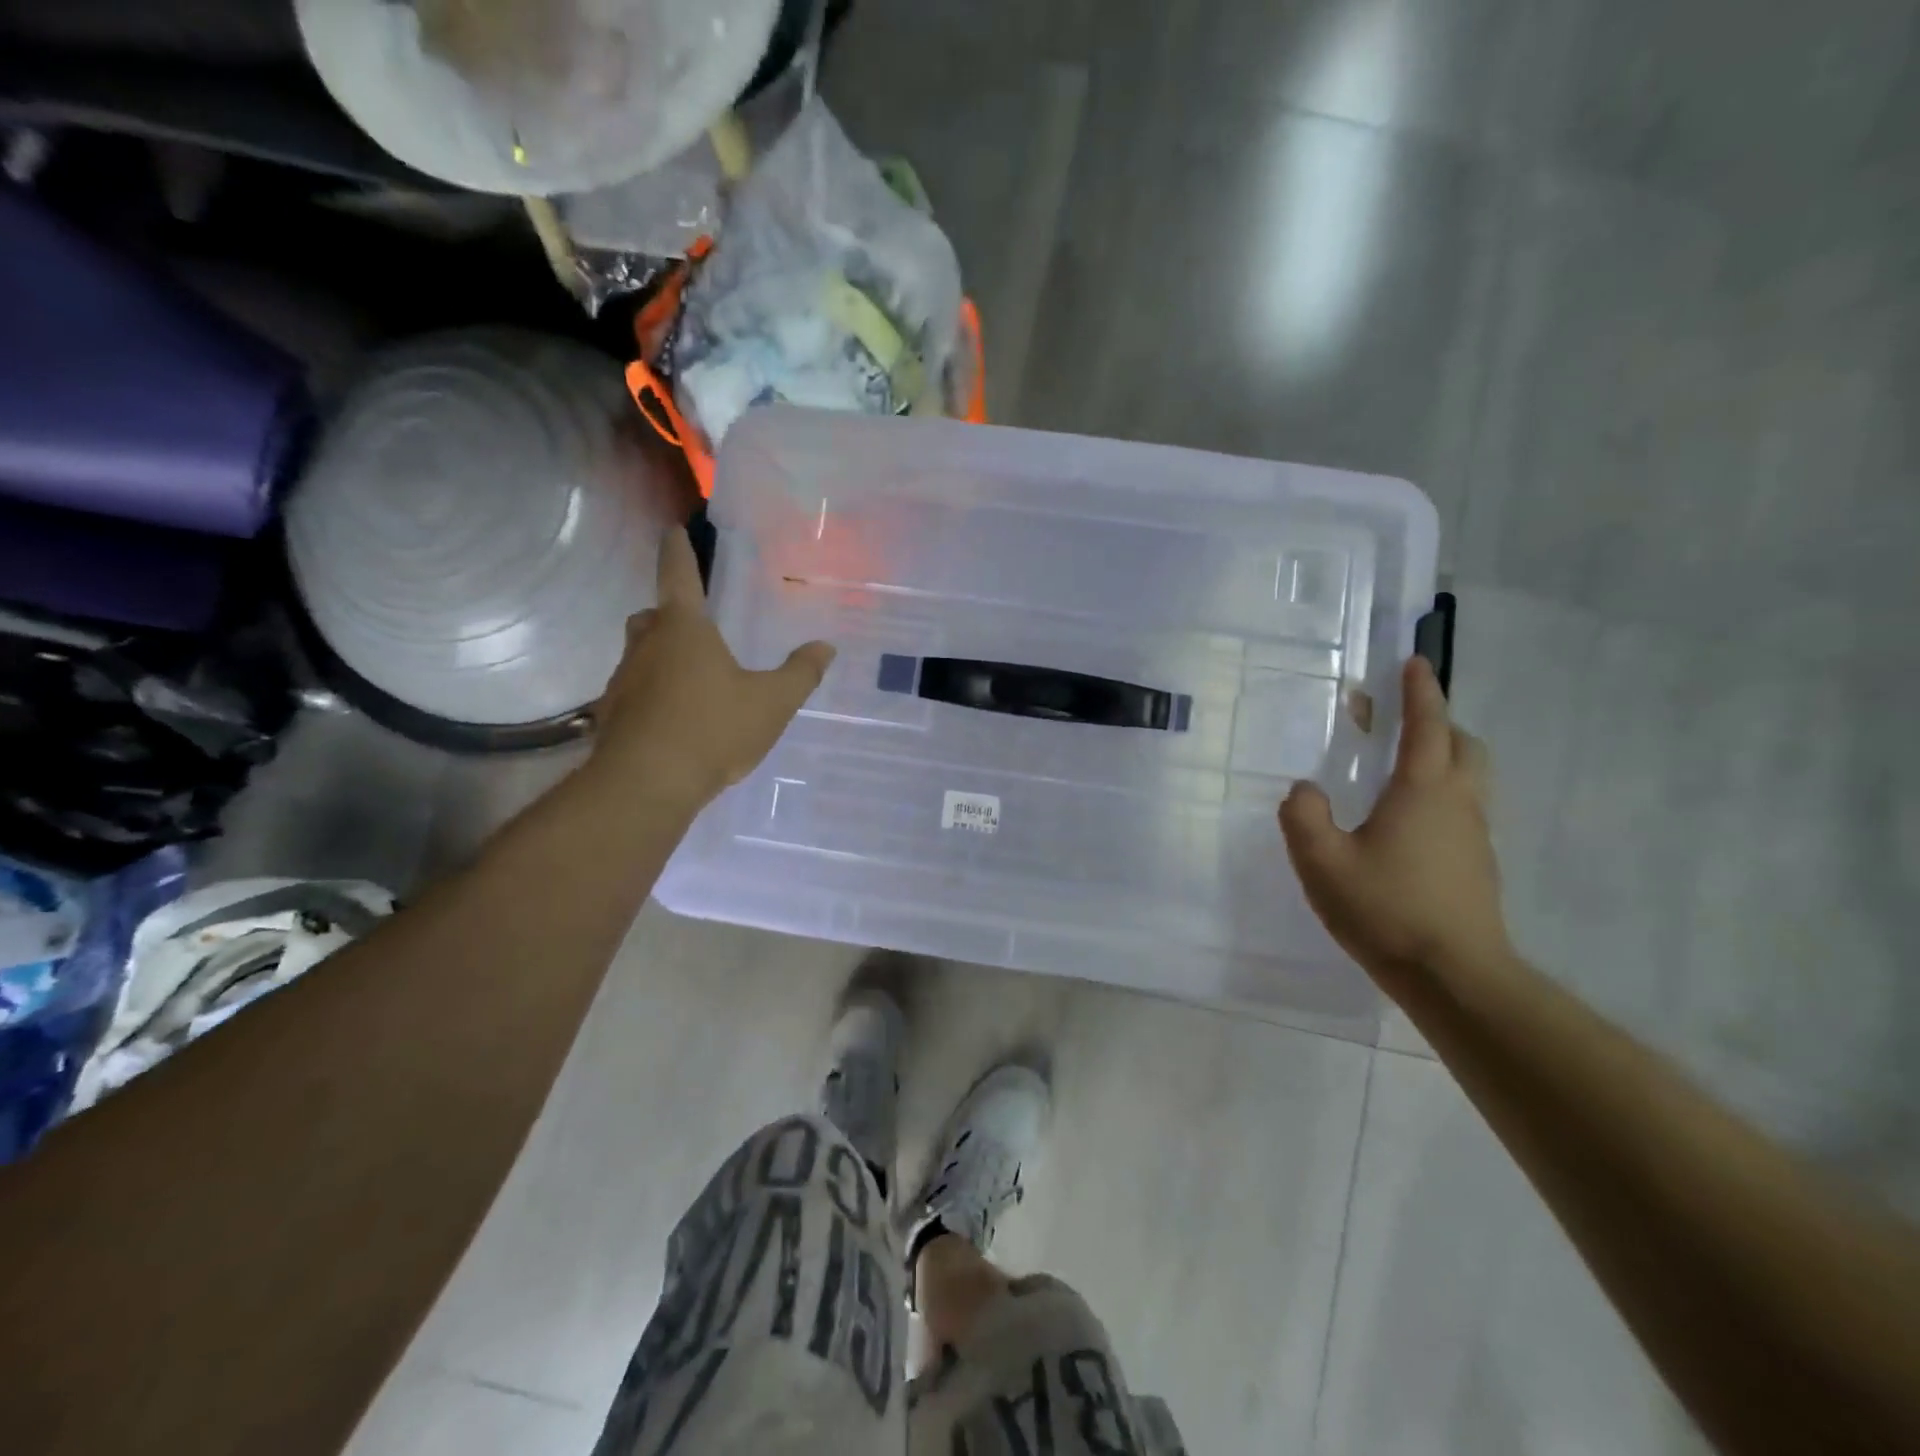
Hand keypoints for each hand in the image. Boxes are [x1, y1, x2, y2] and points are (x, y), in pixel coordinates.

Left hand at [589, 526, 834, 811]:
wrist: (647, 784)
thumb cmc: (713, 729)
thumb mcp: (772, 703)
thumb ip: (801, 673)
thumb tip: (826, 647)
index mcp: (685, 629)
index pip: (678, 575)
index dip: (678, 550)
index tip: (672, 530)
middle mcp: (646, 645)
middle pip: (652, 616)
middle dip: (669, 614)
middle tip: (695, 628)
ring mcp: (623, 680)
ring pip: (639, 654)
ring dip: (659, 657)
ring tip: (690, 681)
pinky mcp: (611, 715)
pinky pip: (633, 692)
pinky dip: (651, 694)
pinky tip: (673, 720)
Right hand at [1279, 656, 1512, 986]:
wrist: (1455, 977)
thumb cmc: (1386, 910)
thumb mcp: (1322, 863)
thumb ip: (1303, 817)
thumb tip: (1304, 789)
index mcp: (1423, 792)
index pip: (1427, 727)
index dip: (1421, 692)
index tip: (1415, 662)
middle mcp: (1458, 803)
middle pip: (1462, 745)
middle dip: (1437, 723)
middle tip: (1400, 722)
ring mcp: (1475, 836)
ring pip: (1470, 778)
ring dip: (1443, 757)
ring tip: (1400, 768)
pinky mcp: (1478, 865)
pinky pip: (1464, 809)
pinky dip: (1442, 794)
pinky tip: (1406, 823)